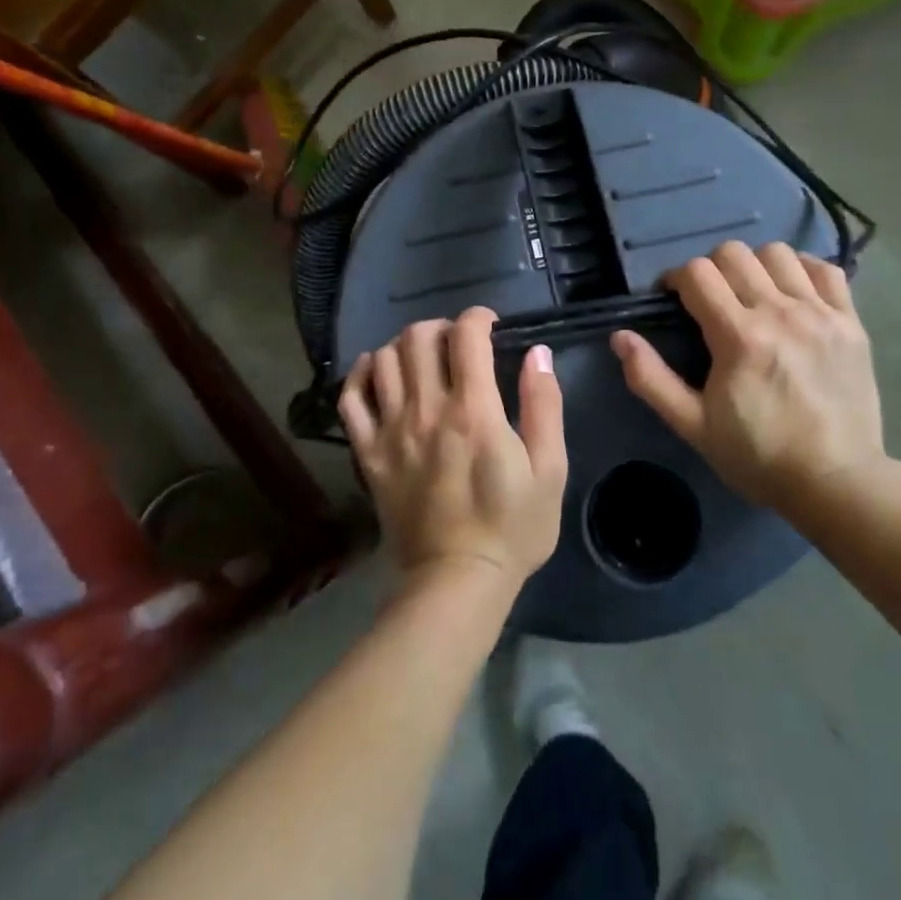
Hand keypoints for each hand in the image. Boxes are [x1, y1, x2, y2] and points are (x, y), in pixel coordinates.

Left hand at [339, 307, 567, 595]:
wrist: (456, 582)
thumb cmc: (512, 527)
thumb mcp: (549, 469)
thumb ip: (544, 405)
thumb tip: (537, 353)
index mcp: (474, 411)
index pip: (466, 335)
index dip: (478, 318)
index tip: (490, 326)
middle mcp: (427, 410)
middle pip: (419, 337)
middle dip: (441, 326)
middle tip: (457, 344)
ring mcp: (391, 430)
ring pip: (384, 359)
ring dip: (405, 346)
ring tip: (423, 359)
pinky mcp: (368, 453)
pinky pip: (351, 399)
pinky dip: (362, 374)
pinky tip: (379, 372)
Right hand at [611, 241, 886, 511]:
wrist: (836, 483)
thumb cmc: (757, 456)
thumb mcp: (692, 425)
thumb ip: (650, 378)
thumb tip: (619, 337)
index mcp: (738, 336)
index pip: (697, 273)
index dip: (676, 279)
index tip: (674, 300)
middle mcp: (779, 312)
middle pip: (733, 253)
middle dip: (710, 268)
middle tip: (710, 300)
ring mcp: (820, 313)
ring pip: (777, 253)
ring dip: (754, 265)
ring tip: (751, 294)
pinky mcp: (850, 322)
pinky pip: (825, 270)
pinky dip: (803, 271)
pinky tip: (792, 293)